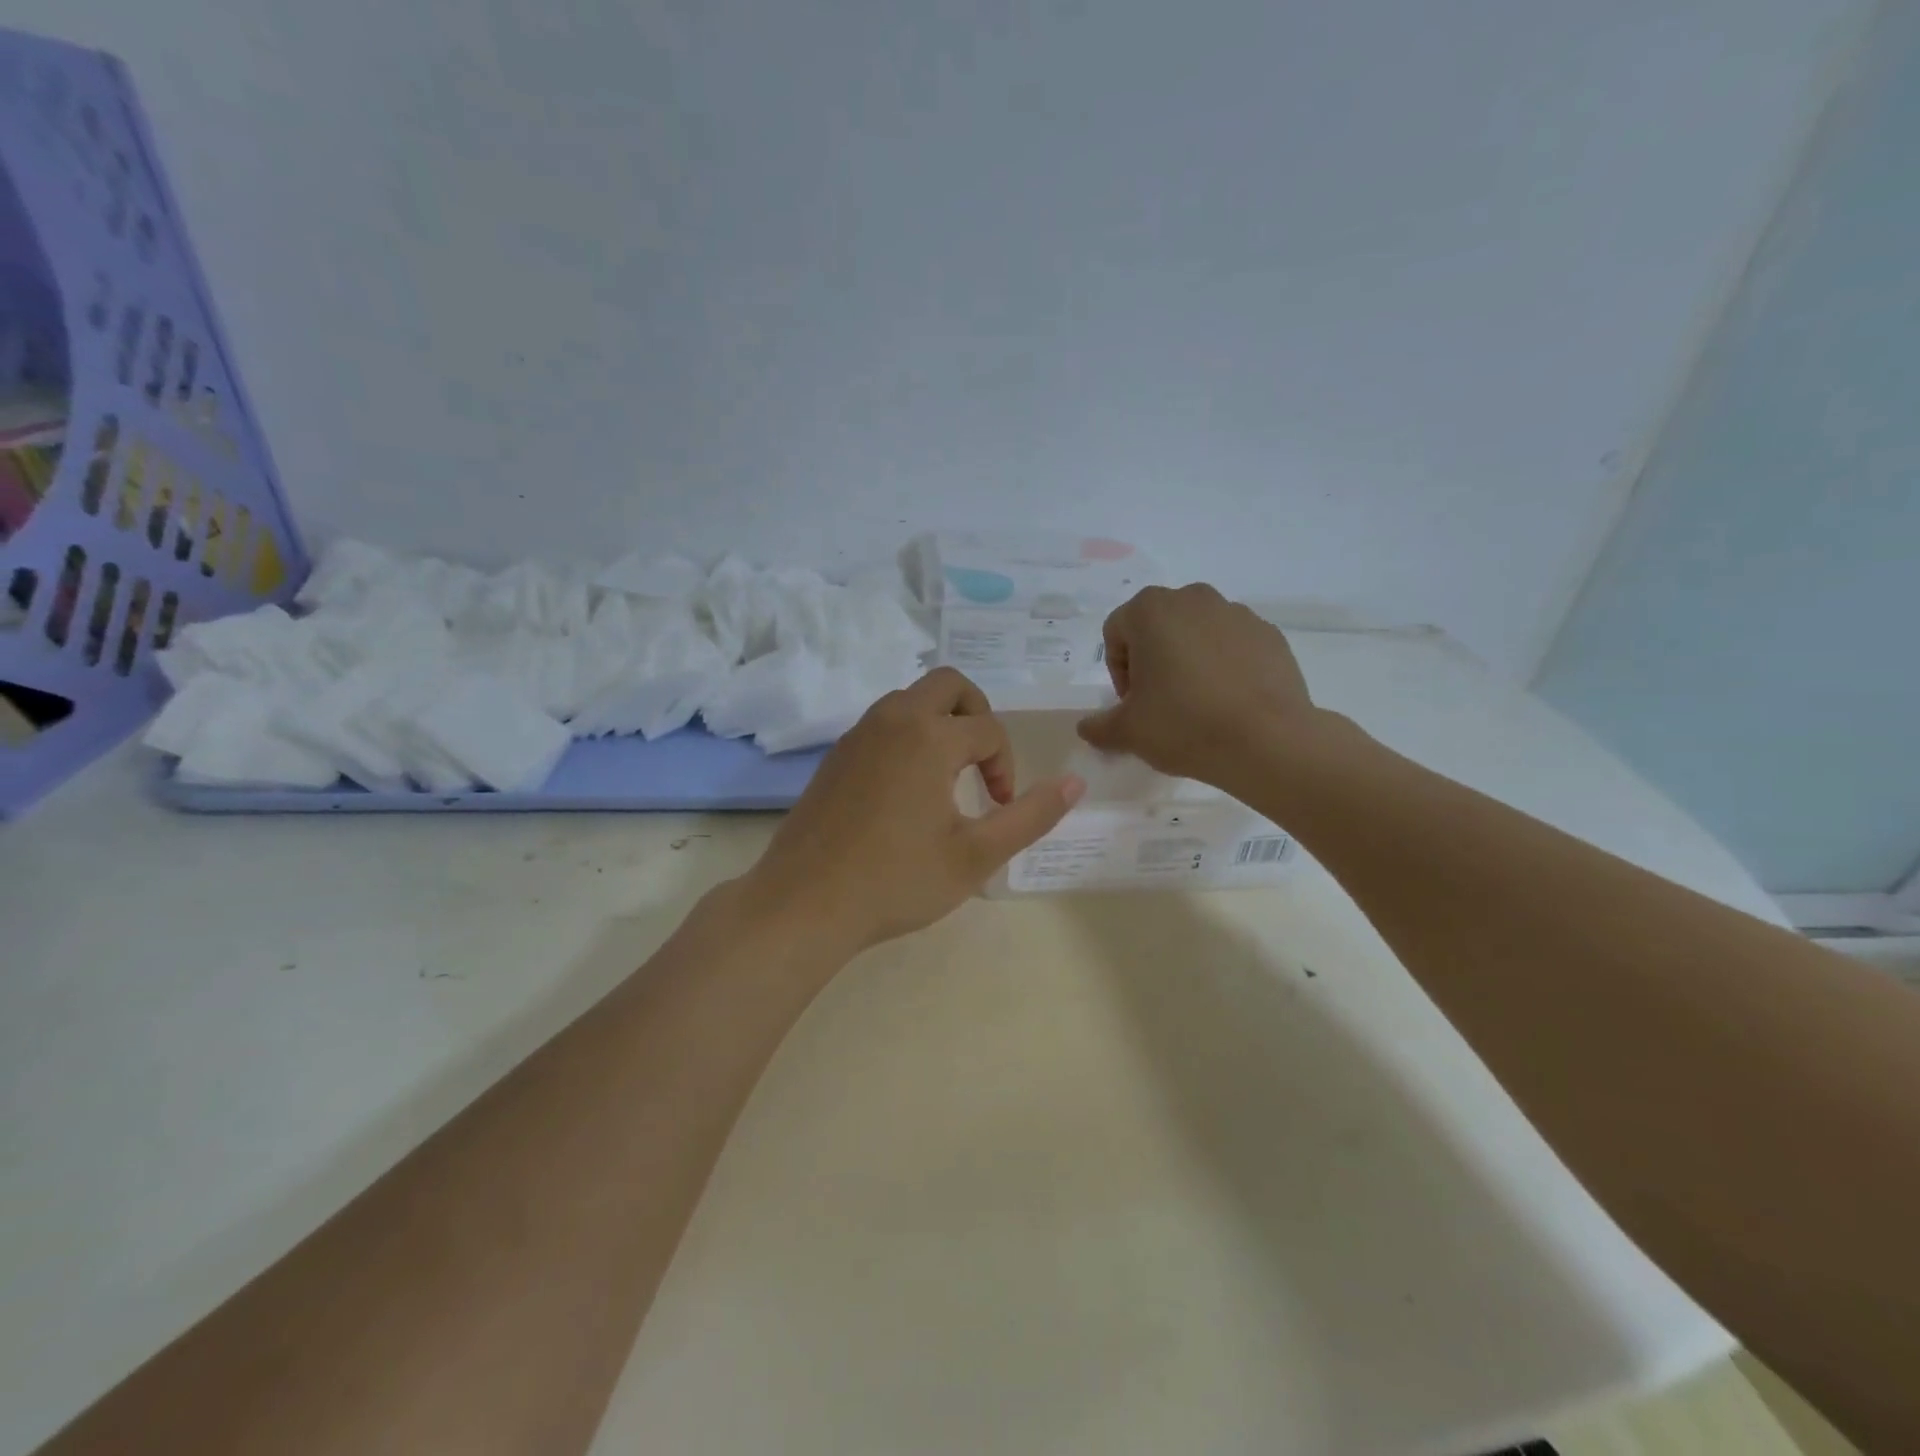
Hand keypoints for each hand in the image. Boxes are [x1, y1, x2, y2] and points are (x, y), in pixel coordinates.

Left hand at [746, 668, 1083, 957]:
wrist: (804, 904)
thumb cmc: (896, 881)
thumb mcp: (976, 855)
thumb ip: (1030, 815)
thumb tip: (1075, 783)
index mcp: (929, 737)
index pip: (988, 730)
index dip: (1006, 767)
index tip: (998, 808)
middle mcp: (892, 720)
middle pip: (948, 685)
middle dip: (977, 714)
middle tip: (983, 762)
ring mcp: (857, 734)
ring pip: (910, 700)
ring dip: (941, 723)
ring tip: (949, 776)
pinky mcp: (836, 755)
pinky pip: (883, 723)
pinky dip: (908, 736)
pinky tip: (907, 789)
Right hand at [1077, 584, 1315, 787]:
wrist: (1267, 741)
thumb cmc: (1183, 725)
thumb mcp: (1127, 732)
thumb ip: (1099, 726)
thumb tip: (1086, 728)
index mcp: (1150, 610)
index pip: (1116, 633)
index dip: (1118, 671)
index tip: (1132, 704)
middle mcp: (1193, 599)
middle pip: (1158, 627)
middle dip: (1153, 660)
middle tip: (1160, 702)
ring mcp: (1236, 613)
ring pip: (1197, 633)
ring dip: (1189, 660)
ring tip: (1197, 704)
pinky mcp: (1269, 634)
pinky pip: (1233, 645)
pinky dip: (1225, 666)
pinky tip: (1229, 703)